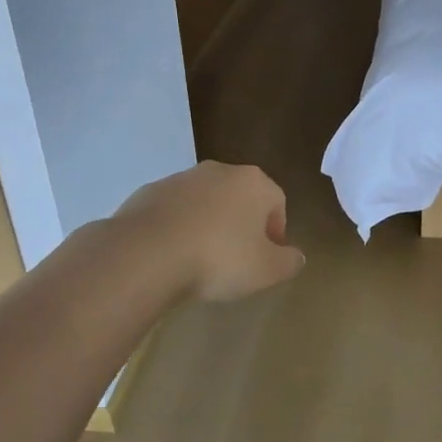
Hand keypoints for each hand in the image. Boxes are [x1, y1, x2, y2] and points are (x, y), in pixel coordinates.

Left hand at [114, 162, 305, 301]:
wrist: (145, 253)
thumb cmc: (218, 258)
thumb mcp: (266, 270)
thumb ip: (288, 262)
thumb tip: (296, 256)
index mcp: (254, 183)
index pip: (277, 202)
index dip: (276, 232)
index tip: (266, 259)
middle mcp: (219, 171)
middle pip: (240, 197)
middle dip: (242, 224)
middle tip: (237, 259)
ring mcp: (180, 178)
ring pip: (205, 202)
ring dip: (208, 224)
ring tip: (201, 259)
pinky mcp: (148, 192)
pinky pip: (173, 211)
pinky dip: (178, 227)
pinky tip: (172, 255)